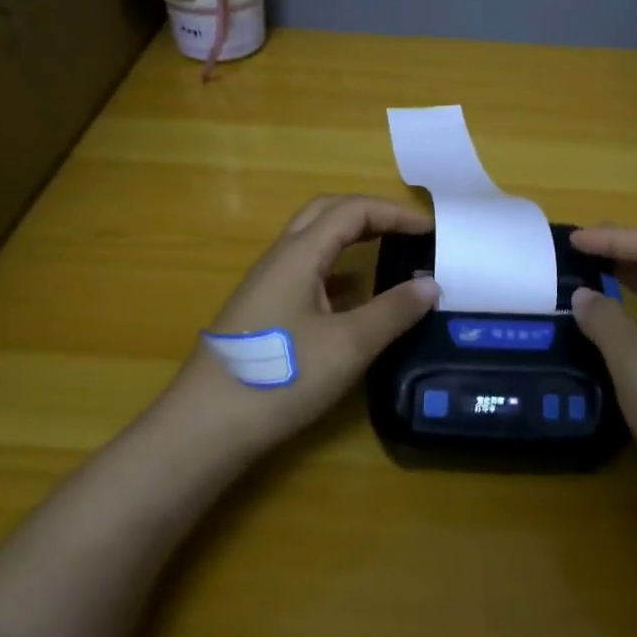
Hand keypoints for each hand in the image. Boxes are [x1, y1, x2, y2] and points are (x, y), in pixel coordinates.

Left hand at [171, 195, 439, 454]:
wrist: (205, 426)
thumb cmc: (281, 377)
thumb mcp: (348, 345)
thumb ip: (393, 311)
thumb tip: (431, 284)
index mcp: (299, 254)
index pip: (351, 211)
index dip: (393, 212)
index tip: (429, 229)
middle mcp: (280, 259)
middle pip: (326, 214)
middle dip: (370, 213)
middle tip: (406, 229)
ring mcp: (267, 285)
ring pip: (313, 243)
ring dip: (351, 238)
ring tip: (387, 252)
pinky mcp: (263, 311)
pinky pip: (306, 272)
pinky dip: (338, 270)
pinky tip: (354, 297)